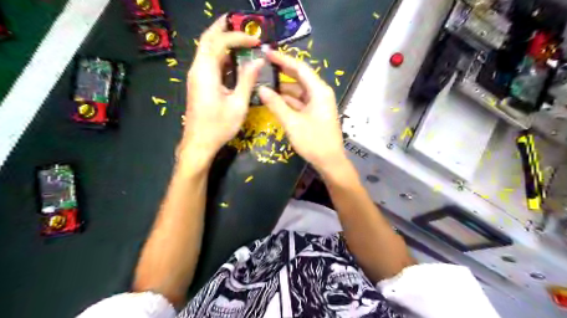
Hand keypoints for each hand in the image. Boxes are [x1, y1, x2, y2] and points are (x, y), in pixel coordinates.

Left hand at [178, 14, 264, 164]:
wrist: (199, 143)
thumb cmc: (219, 126)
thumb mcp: (238, 104)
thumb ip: (247, 80)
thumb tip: (257, 60)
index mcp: (206, 72)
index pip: (219, 43)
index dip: (237, 37)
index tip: (255, 40)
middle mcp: (197, 70)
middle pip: (207, 40)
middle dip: (222, 29)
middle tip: (239, 22)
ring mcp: (196, 76)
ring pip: (206, 50)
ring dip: (221, 41)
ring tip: (239, 37)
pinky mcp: (198, 84)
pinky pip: (208, 62)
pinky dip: (220, 55)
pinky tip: (233, 58)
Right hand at [259, 51, 345, 172]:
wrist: (330, 161)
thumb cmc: (313, 141)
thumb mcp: (292, 123)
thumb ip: (276, 104)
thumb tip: (261, 89)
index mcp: (319, 91)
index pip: (300, 68)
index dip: (283, 60)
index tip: (267, 53)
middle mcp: (320, 93)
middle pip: (299, 77)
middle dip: (281, 72)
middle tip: (262, 66)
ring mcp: (318, 103)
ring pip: (298, 91)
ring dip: (282, 89)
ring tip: (263, 84)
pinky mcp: (314, 112)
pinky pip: (299, 101)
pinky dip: (287, 100)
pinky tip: (273, 100)